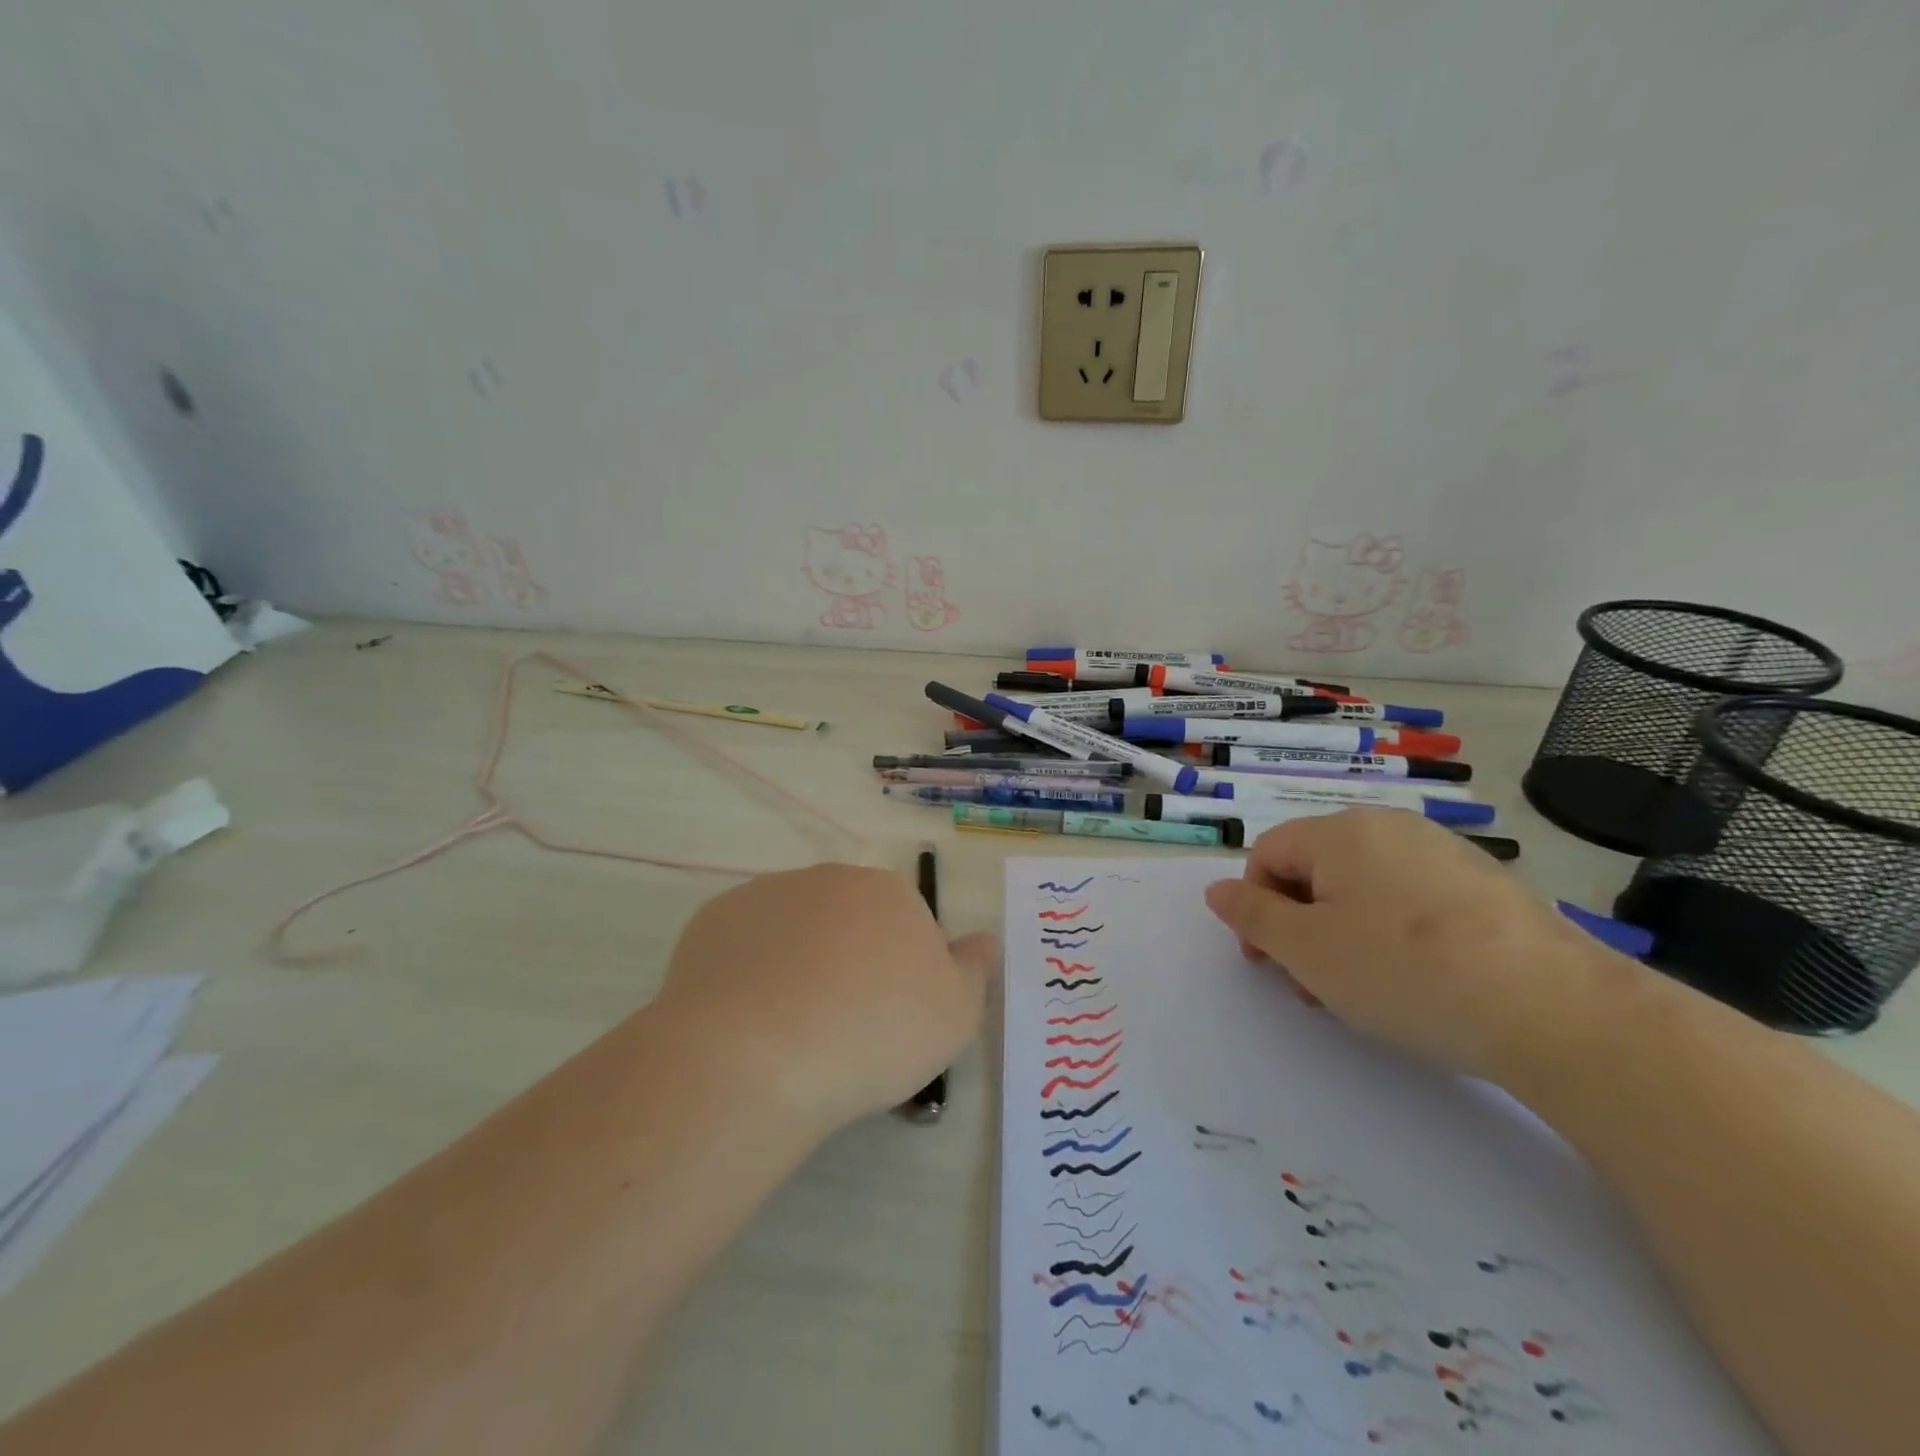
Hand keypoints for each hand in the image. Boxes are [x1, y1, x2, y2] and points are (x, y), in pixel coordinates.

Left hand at [658, 864, 997, 1132]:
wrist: (757, 1055)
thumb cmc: (873, 1034)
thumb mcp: (955, 1016)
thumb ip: (973, 970)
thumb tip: (983, 939)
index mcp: (888, 893)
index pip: (906, 921)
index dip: (901, 970)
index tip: (889, 1017)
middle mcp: (829, 879)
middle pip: (848, 918)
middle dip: (850, 958)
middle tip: (842, 1024)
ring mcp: (766, 894)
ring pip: (794, 928)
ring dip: (798, 961)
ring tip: (789, 1027)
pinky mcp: (714, 919)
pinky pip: (745, 944)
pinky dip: (749, 971)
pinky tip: (746, 1018)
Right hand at [1203, 808, 1623, 1080]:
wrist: (1557, 1010)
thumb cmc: (1405, 972)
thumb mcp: (1307, 950)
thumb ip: (1252, 915)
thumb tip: (1216, 889)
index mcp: (1340, 832)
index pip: (1267, 855)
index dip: (1254, 907)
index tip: (1267, 963)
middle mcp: (1390, 827)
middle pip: (1316, 870)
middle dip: (1300, 925)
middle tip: (1312, 984)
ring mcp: (1445, 853)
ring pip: (1365, 887)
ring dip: (1343, 933)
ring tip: (1364, 990)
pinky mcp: (1487, 886)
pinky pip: (1414, 900)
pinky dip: (1395, 934)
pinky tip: (1419, 981)